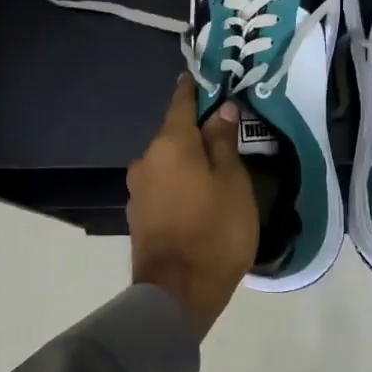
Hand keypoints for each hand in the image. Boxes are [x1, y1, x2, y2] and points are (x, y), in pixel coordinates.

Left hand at [128, 75, 258, 338]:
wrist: (177, 293)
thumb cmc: (215, 231)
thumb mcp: (233, 183)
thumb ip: (223, 143)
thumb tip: (221, 110)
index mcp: (170, 144)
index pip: (181, 102)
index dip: (193, 89)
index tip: (203, 78)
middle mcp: (146, 160)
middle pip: (173, 135)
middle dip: (196, 133)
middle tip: (225, 136)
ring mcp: (138, 189)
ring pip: (167, 163)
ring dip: (187, 162)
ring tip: (215, 172)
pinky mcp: (139, 215)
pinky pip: (163, 186)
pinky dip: (179, 184)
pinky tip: (197, 198)